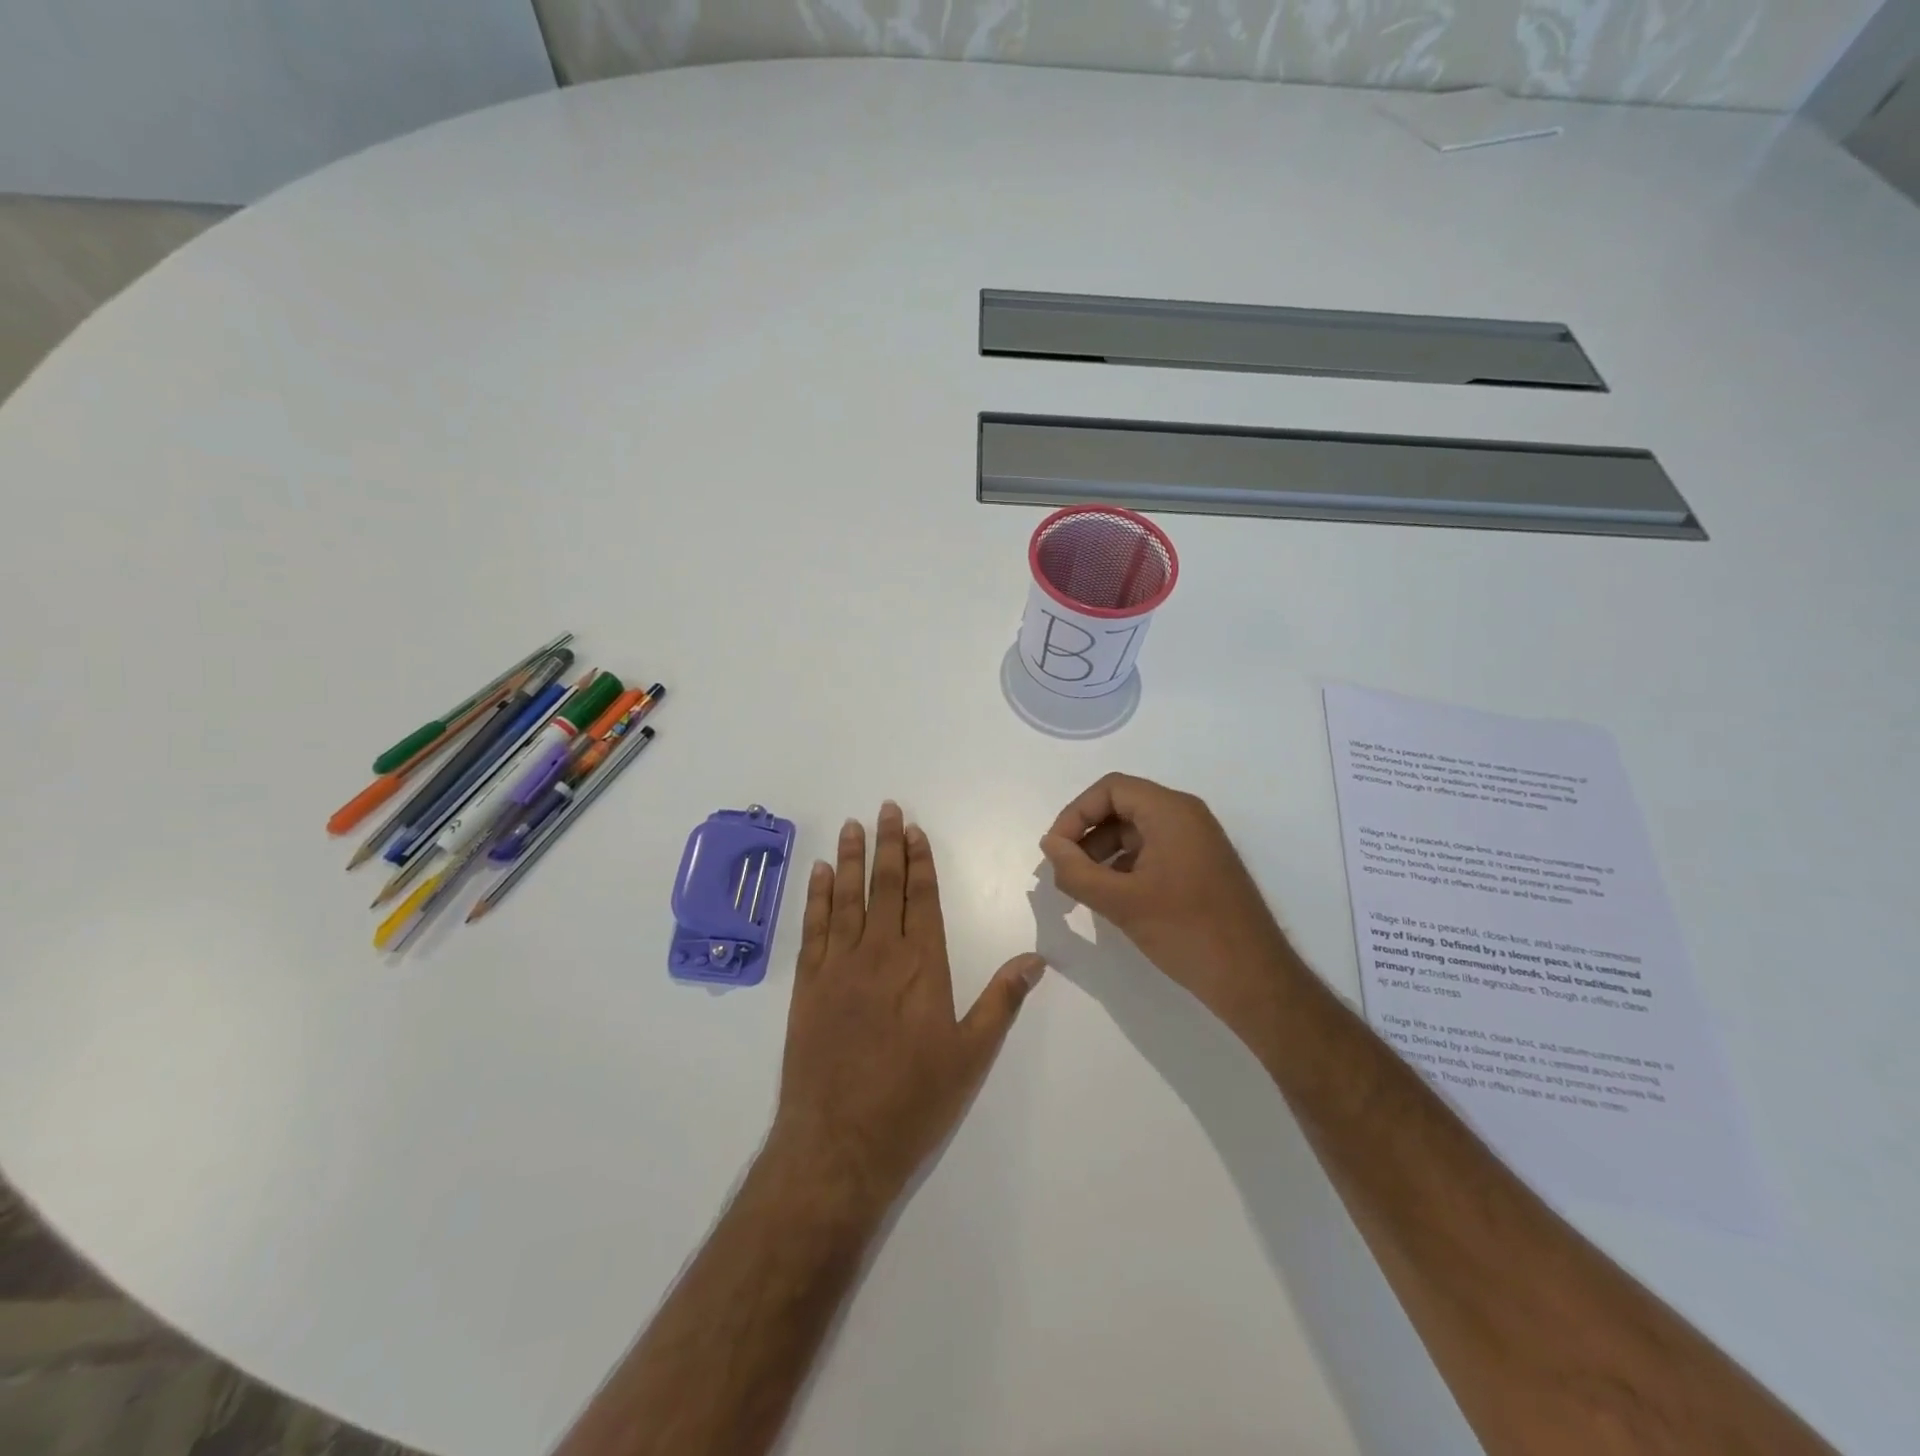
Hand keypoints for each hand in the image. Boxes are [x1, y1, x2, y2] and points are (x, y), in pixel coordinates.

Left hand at [770, 802, 1045, 1215]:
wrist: (838, 1144)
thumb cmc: (912, 1101)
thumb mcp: (971, 1056)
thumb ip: (1001, 1002)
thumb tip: (1035, 958)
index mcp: (922, 966)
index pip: (923, 898)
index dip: (920, 861)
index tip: (915, 830)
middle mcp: (880, 954)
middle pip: (885, 887)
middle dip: (887, 845)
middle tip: (887, 809)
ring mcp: (838, 966)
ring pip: (847, 898)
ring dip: (851, 859)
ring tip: (854, 826)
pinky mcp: (807, 985)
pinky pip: (813, 928)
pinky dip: (816, 896)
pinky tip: (819, 872)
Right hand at [1039, 773, 1296, 1033]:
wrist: (1254, 979)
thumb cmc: (1186, 932)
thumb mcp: (1121, 902)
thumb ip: (1076, 871)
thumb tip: (1050, 846)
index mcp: (1171, 811)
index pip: (1111, 789)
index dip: (1075, 814)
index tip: (1055, 850)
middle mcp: (1187, 816)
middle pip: (1123, 806)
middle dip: (1087, 834)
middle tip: (1064, 870)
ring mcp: (1198, 841)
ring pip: (1136, 830)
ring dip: (1103, 852)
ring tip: (1083, 887)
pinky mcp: (1201, 866)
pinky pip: (1154, 850)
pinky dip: (1126, 865)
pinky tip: (1112, 897)